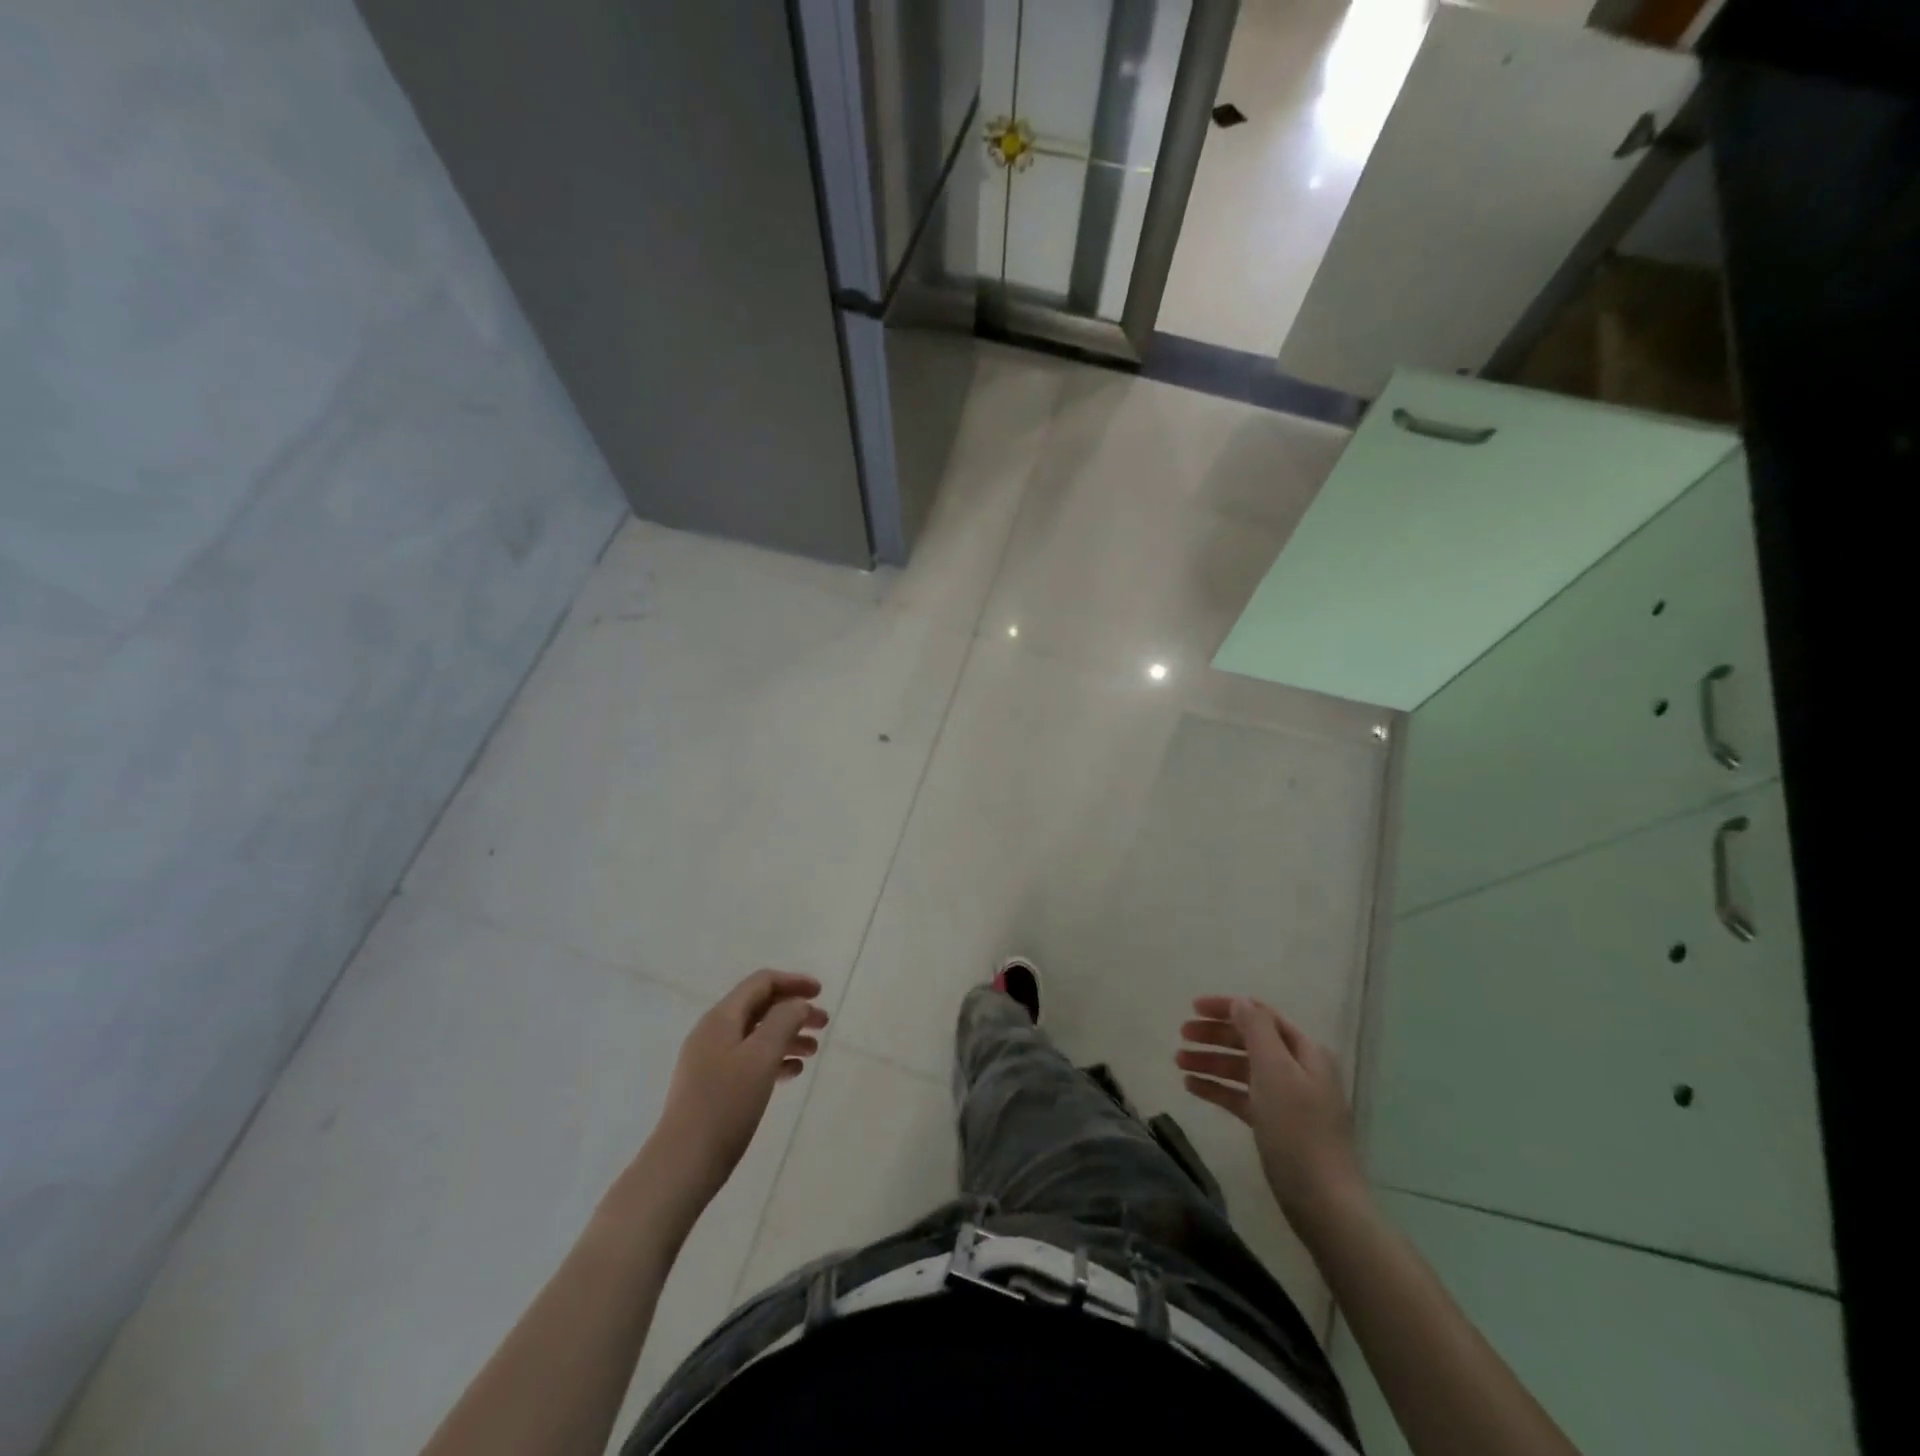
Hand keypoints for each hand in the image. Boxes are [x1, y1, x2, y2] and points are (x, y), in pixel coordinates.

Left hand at [648, 970, 827, 1209]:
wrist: (683, 1165)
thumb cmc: (725, 1105)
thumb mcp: (761, 1057)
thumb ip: (783, 1021)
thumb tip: (797, 1004)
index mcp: (721, 1018)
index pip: (761, 983)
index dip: (793, 982)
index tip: (821, 993)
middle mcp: (713, 1032)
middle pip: (760, 1007)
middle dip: (793, 1010)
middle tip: (823, 1024)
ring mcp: (710, 1061)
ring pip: (756, 1035)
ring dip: (787, 1036)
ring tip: (813, 1051)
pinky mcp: (712, 1087)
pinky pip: (749, 1060)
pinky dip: (774, 1059)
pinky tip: (792, 1073)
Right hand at [1177, 996, 1363, 1220]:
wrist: (1323, 1202)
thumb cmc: (1298, 1129)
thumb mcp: (1275, 1071)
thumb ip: (1256, 1030)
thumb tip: (1240, 1002)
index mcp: (1304, 1051)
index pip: (1260, 1015)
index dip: (1227, 1007)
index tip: (1192, 1007)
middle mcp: (1297, 1069)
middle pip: (1249, 1040)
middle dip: (1215, 1035)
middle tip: (1181, 1035)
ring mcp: (1286, 1098)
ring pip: (1241, 1068)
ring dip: (1210, 1061)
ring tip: (1178, 1061)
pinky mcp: (1275, 1125)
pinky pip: (1240, 1096)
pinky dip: (1217, 1088)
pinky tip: (1191, 1087)